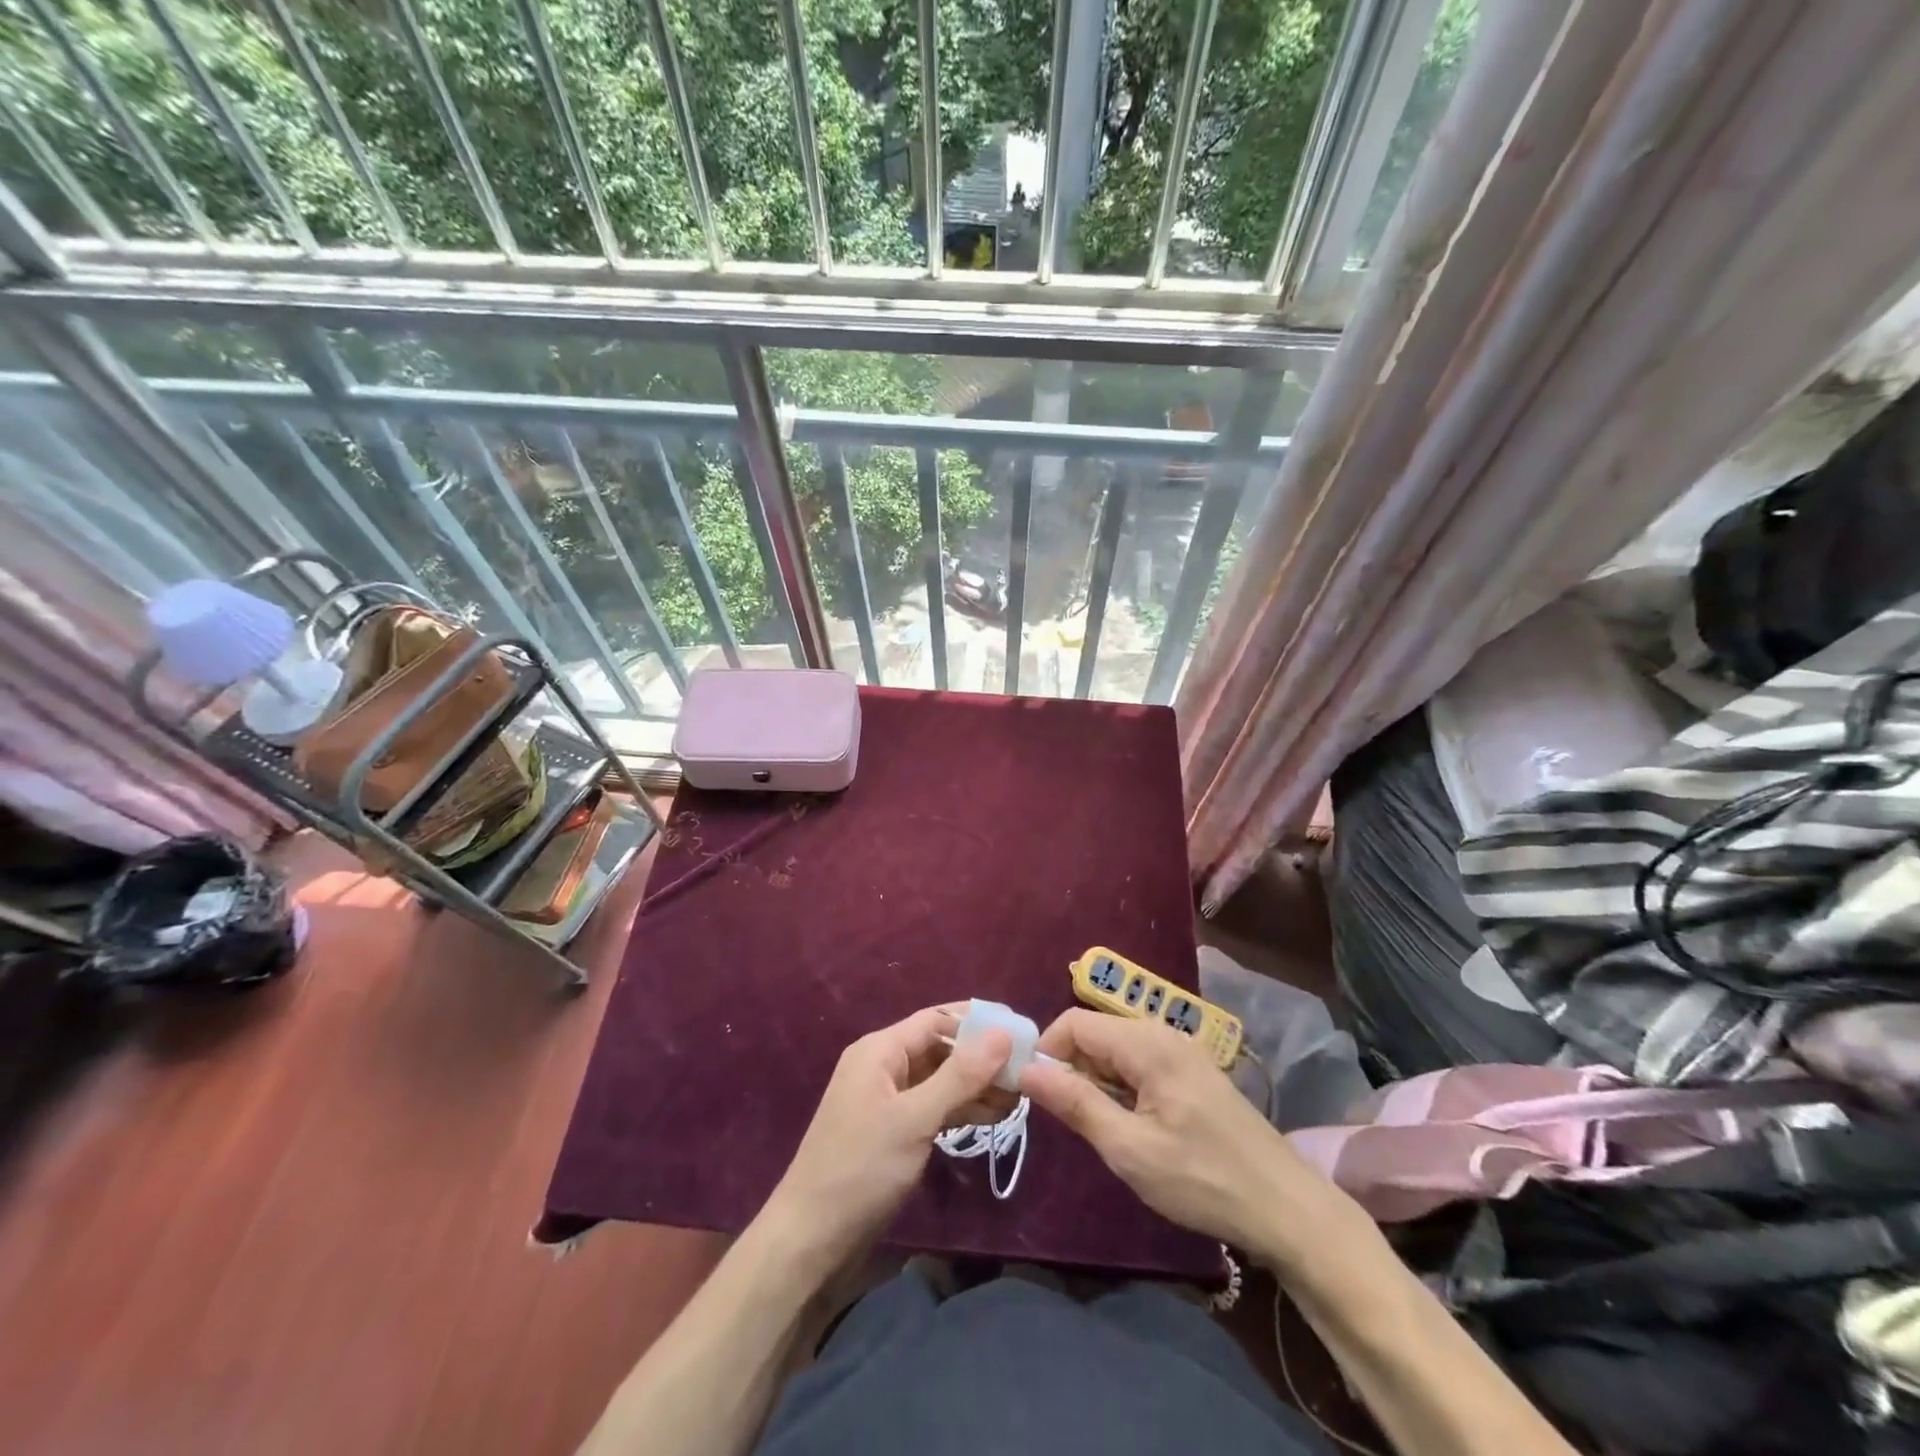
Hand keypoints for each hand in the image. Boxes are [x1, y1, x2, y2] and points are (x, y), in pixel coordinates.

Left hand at [765, 1005, 1011, 1273]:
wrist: (810, 1241)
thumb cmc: (860, 1169)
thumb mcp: (914, 1119)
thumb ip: (960, 1076)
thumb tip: (1003, 1033)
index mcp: (879, 1050)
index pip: (936, 1020)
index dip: (977, 1023)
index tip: (1020, 1031)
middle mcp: (882, 1067)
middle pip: (939, 1048)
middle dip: (981, 1058)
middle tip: (1026, 1070)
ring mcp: (886, 1101)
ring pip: (939, 1080)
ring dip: (975, 1086)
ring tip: (1018, 1098)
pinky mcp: (892, 1131)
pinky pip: (932, 1106)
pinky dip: (960, 1109)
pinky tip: (992, 1117)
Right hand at [1020, 1009, 1347, 1257]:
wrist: (1287, 1208)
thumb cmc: (1202, 1179)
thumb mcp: (1129, 1148)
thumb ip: (1075, 1103)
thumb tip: (1024, 1069)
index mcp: (1147, 1043)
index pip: (1074, 1022)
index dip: (1047, 1051)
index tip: (1033, 1093)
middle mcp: (1163, 1033)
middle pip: (1096, 1032)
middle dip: (1071, 1067)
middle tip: (1066, 1119)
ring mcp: (1182, 1050)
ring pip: (1117, 1048)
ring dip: (1096, 1079)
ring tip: (1098, 1126)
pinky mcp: (1193, 1071)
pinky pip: (1140, 1062)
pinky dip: (1122, 1085)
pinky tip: (1131, 1124)